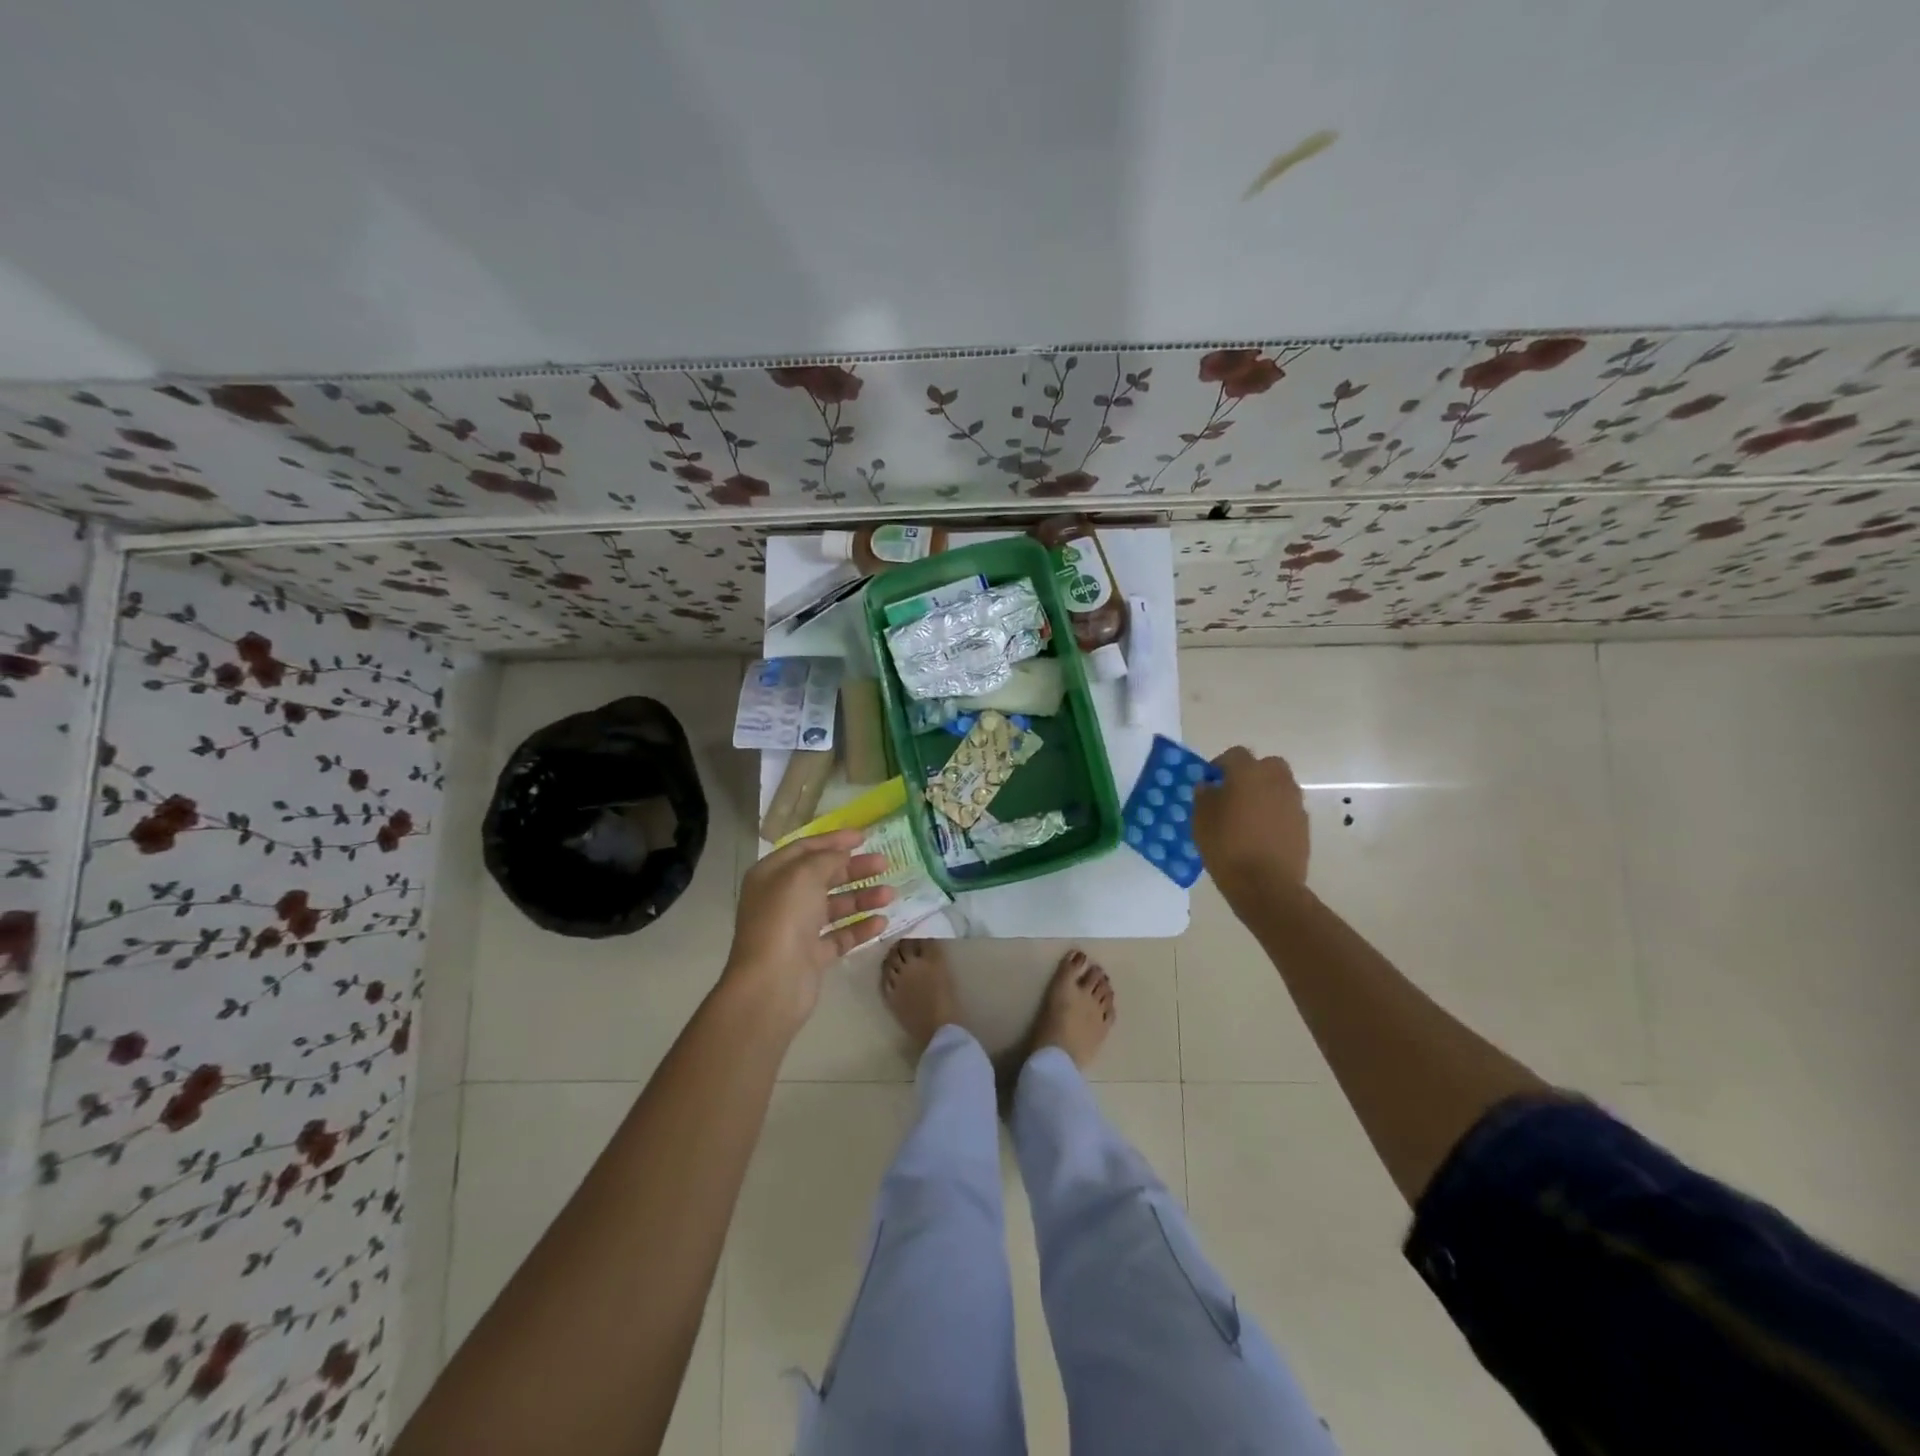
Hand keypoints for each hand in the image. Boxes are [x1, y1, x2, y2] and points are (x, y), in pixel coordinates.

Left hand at [723, 829, 893, 1027]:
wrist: (772, 982)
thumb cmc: (784, 918)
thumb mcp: (804, 875)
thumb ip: (827, 858)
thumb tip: (843, 854)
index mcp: (772, 875)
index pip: (805, 848)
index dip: (834, 840)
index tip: (864, 837)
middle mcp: (782, 899)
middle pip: (823, 876)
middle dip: (854, 869)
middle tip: (884, 863)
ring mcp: (797, 929)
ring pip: (834, 906)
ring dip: (862, 897)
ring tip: (890, 894)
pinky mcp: (812, 955)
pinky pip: (840, 935)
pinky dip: (860, 927)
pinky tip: (882, 922)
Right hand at [1192, 746, 1310, 903]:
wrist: (1266, 885)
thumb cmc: (1226, 847)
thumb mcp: (1201, 820)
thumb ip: (1204, 796)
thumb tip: (1208, 786)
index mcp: (1248, 774)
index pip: (1235, 754)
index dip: (1221, 764)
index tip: (1210, 781)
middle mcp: (1276, 781)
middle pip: (1266, 765)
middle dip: (1251, 773)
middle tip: (1234, 793)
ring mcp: (1294, 802)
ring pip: (1280, 786)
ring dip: (1265, 793)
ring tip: (1248, 816)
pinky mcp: (1304, 824)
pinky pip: (1287, 808)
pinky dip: (1276, 813)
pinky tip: (1262, 833)